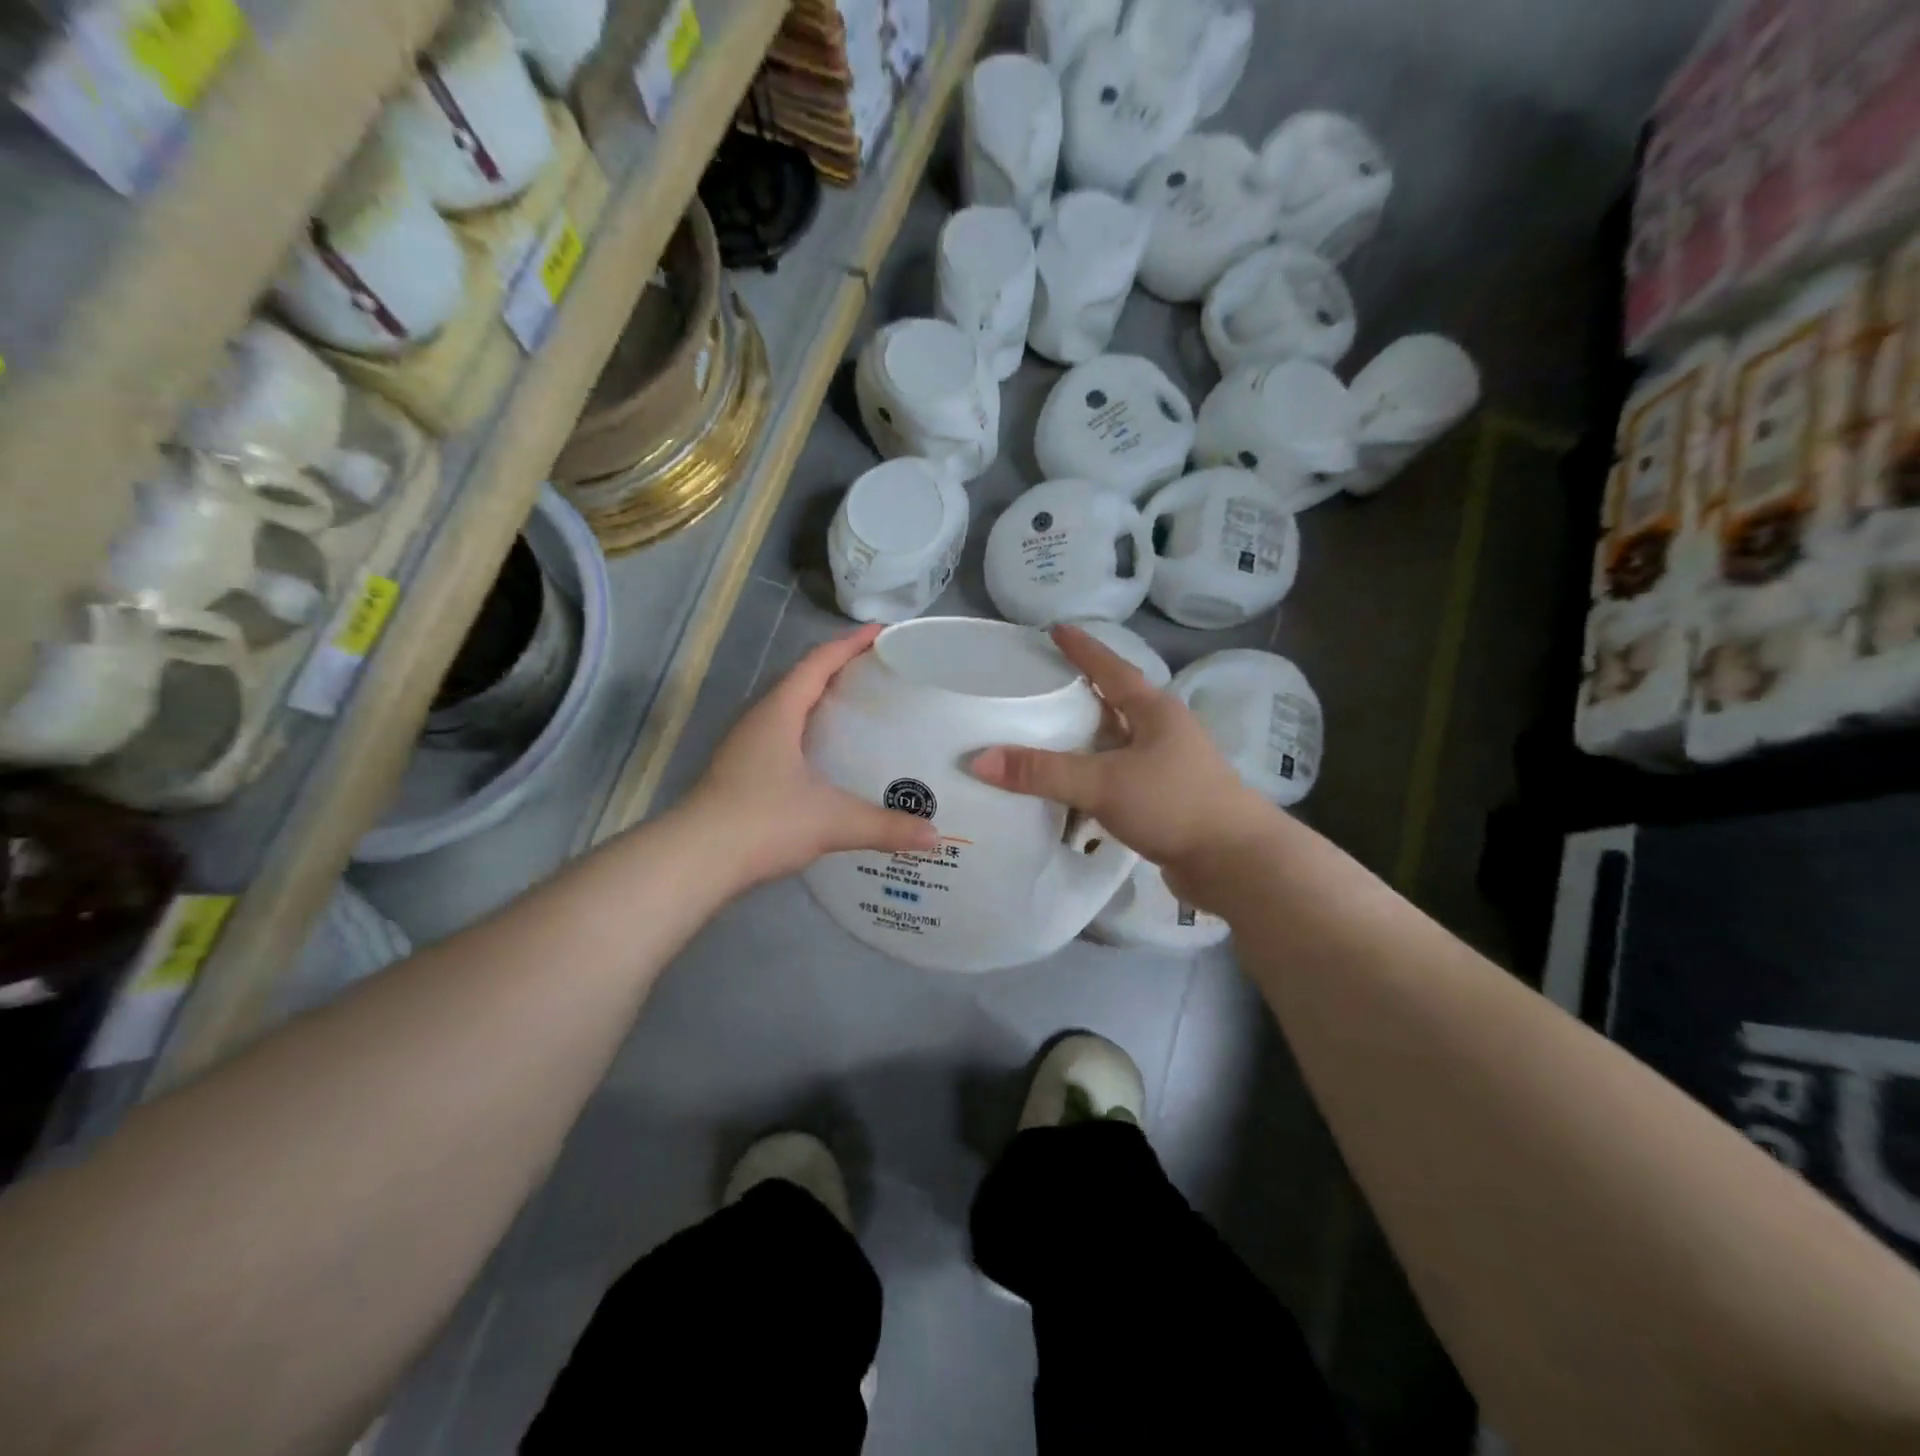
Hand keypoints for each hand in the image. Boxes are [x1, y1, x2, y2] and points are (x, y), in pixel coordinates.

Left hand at [685, 624, 941, 885]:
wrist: (695, 861)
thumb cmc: (763, 822)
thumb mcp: (832, 821)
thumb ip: (885, 826)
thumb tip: (934, 836)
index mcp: (779, 712)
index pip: (817, 663)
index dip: (850, 644)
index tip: (882, 632)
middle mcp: (759, 720)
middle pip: (802, 680)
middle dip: (839, 670)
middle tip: (880, 673)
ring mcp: (745, 746)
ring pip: (790, 710)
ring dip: (821, 702)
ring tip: (860, 709)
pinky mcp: (741, 772)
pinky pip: (783, 736)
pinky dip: (810, 733)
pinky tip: (830, 757)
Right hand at [969, 625, 1278, 904]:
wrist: (1236, 863)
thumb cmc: (1175, 804)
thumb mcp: (1104, 782)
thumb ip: (1043, 772)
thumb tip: (978, 760)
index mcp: (1155, 712)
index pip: (1112, 669)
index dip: (1083, 649)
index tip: (1056, 629)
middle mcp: (1163, 734)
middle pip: (1116, 705)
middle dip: (1081, 695)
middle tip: (1041, 687)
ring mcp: (1167, 770)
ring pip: (1116, 746)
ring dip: (1085, 743)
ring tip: (1045, 739)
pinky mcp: (1165, 804)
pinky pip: (1118, 781)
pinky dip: (1092, 781)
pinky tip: (1070, 793)